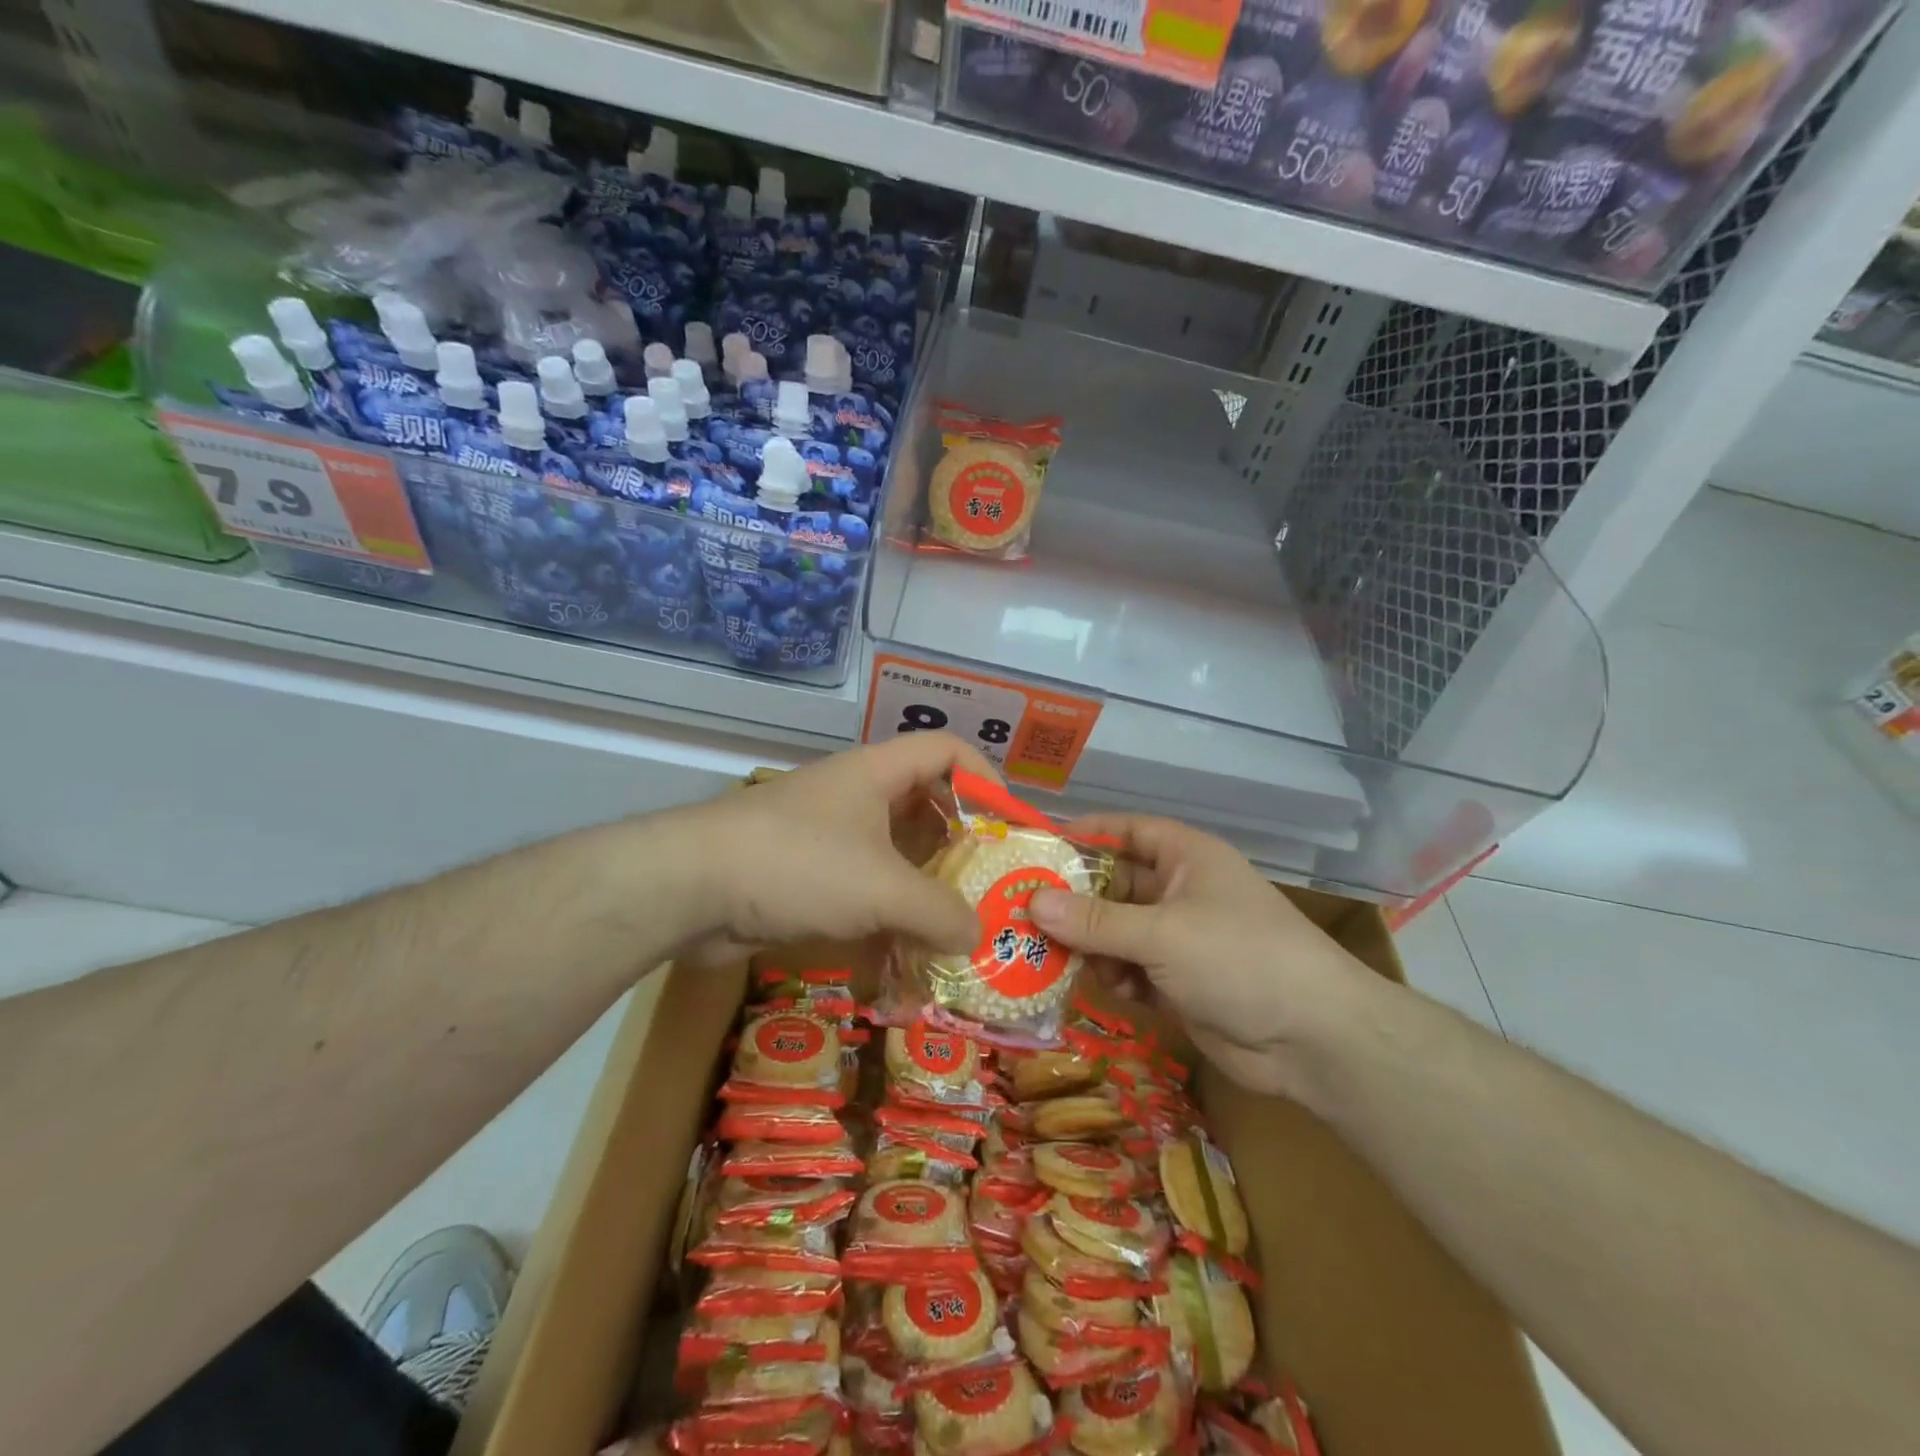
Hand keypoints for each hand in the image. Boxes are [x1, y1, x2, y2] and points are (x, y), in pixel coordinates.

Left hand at [682, 733, 995, 964]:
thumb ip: (939, 912)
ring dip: (925, 886)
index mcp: (878, 773)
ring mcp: (827, 835)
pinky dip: (887, 913)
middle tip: (991, 885)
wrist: (691, 888)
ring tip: (959, 926)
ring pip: (894, 852)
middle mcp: (855, 796)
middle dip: (961, 842)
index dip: (986, 779)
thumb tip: (976, 936)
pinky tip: (906, 950)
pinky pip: (862, 887)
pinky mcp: (805, 875)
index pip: (948, 751)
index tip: (1010, 826)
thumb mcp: (882, 888)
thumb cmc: (798, 864)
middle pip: (925, 804)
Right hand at [1029, 816, 1382, 1100]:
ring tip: (1050, 957)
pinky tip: (1099, 988)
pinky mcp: (1177, 982)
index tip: (1035, 847)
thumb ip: (1094, 921)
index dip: (1083, 834)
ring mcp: (1179, 939)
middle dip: (1073, 900)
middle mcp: (1180, 891)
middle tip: (1021, 913)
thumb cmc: (1239, 958)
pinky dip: (1111, 976)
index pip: (1126, 831)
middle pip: (1113, 885)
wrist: (1314, 1040)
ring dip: (1087, 944)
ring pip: (1115, 931)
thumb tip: (1032, 902)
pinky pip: (1129, 969)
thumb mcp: (1161, 933)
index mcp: (1186, 858)